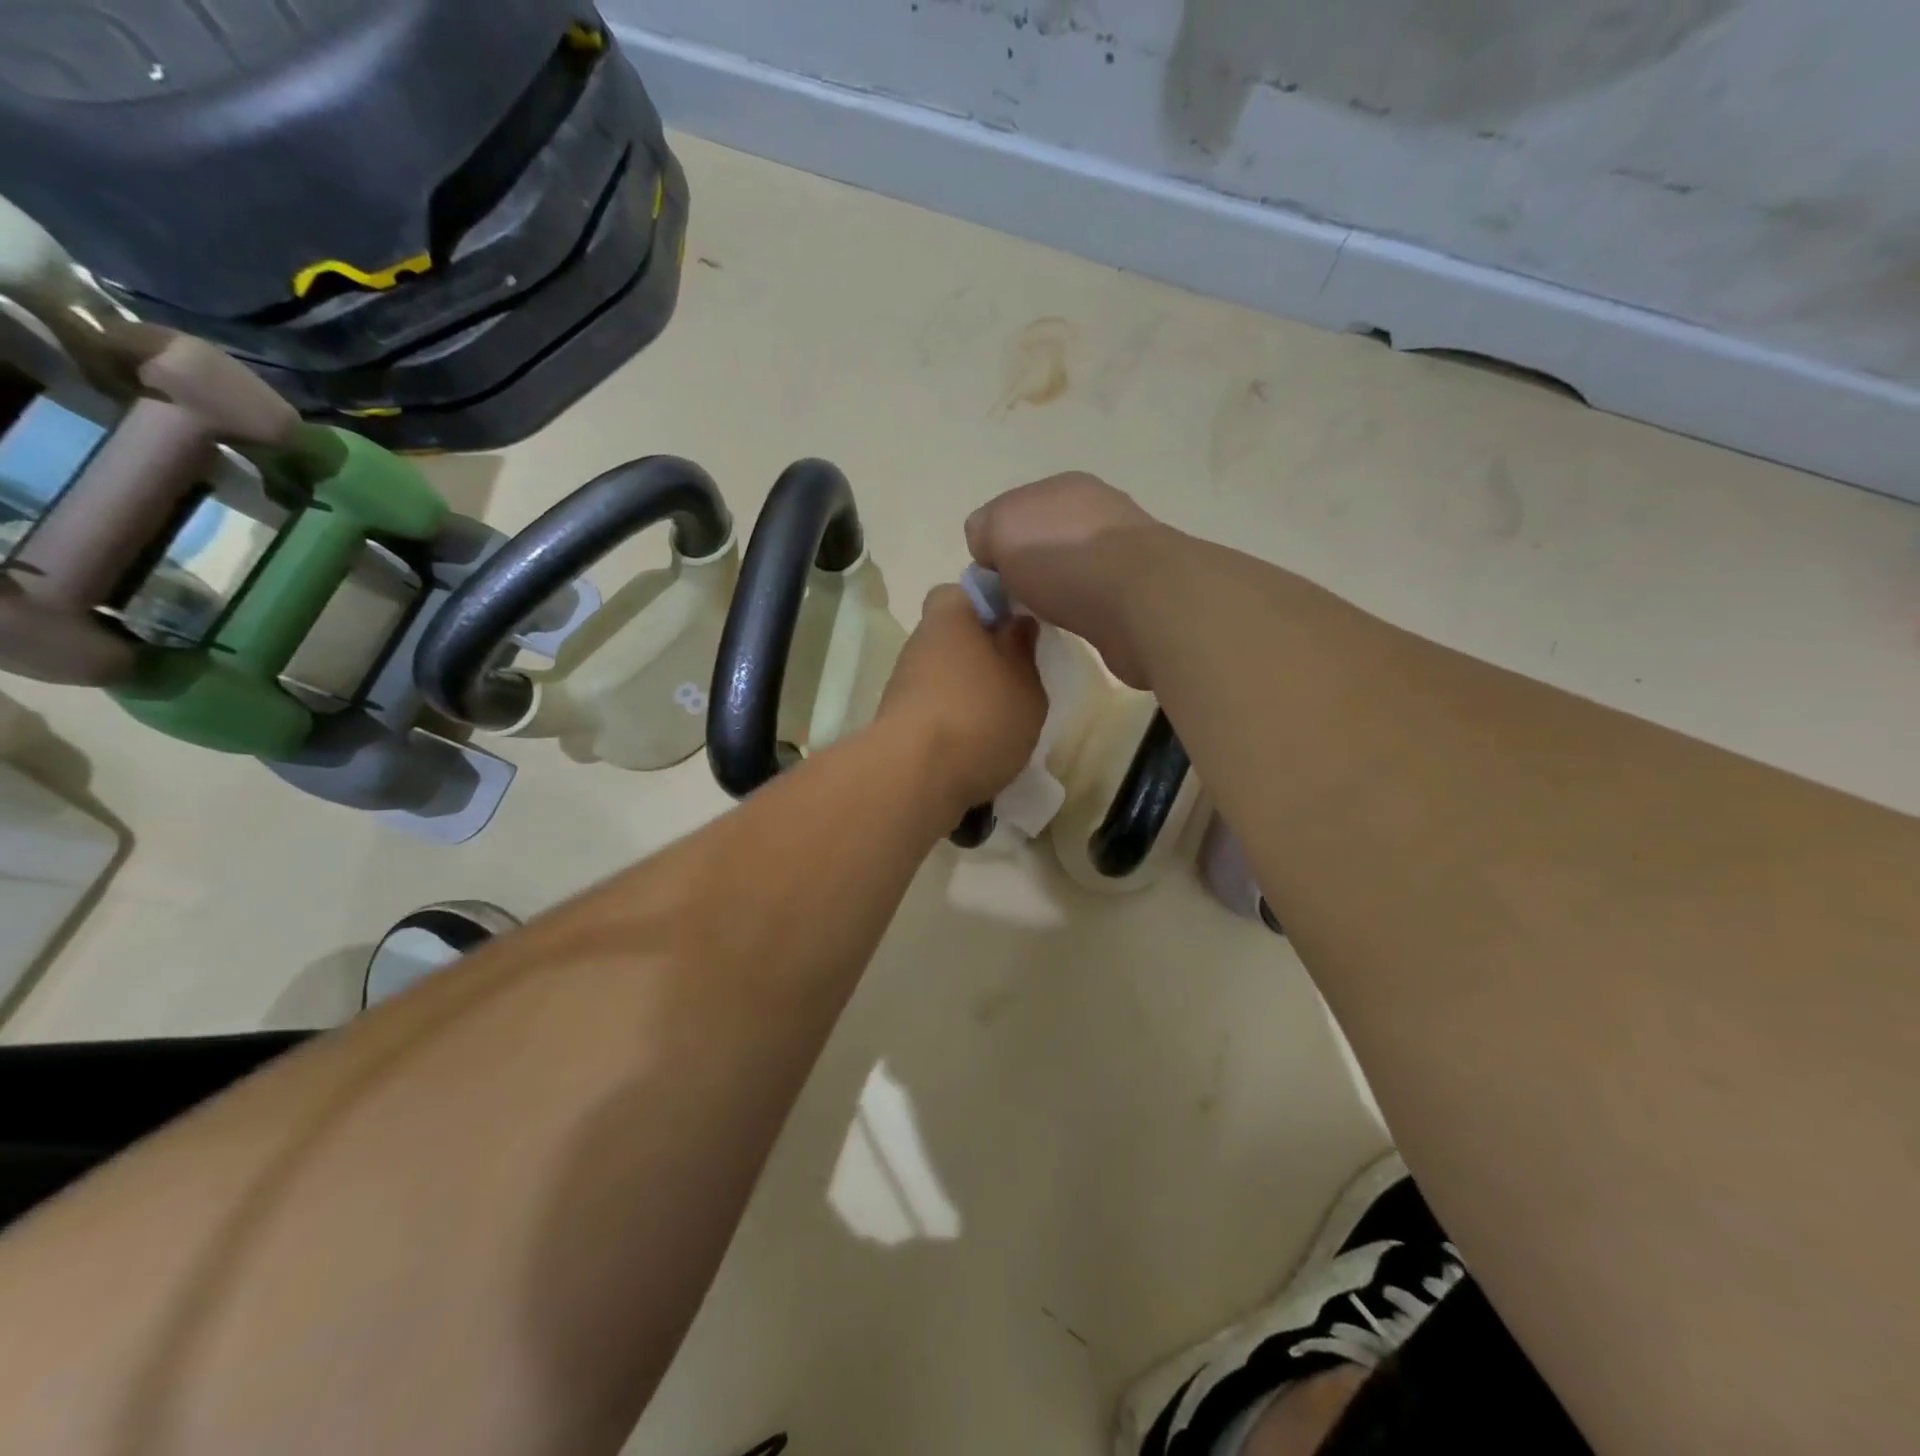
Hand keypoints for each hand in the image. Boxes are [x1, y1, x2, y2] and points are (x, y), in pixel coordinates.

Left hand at [879, 585, 1046, 811]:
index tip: (1018, 629)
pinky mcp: (896, 720)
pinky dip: (952, 719)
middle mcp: (920, 641)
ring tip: (1000, 719)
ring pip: (942, 673)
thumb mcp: (1025, 684)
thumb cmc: (980, 717)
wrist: (914, 776)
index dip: (993, 604)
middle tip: (1016, 678)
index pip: (967, 590)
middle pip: (953, 635)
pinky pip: (932, 707)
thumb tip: (1017, 623)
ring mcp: (903, 681)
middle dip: (981, 652)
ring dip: (967, 689)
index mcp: (951, 615)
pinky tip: (975, 744)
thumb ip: (1024, 651)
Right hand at [964, 472, 1168, 687]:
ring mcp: (1124, 549)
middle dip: (1027, 568)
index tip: (992, 580)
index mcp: (1064, 486)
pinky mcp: (1140, 589)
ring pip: (1070, 569)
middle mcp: (1098, 510)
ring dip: (1056, 590)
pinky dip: (1080, 610)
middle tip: (1015, 601)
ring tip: (1045, 616)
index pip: (1013, 512)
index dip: (996, 546)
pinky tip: (1076, 623)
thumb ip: (984, 530)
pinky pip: (1094, 598)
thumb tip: (990, 551)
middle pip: (1044, 539)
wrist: (1140, 600)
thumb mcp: (1001, 529)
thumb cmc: (1063, 559)